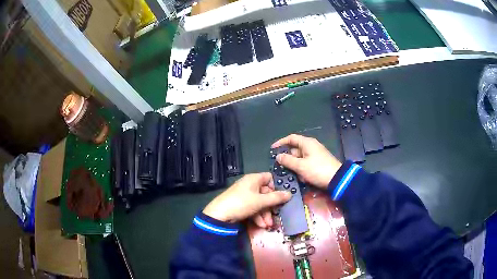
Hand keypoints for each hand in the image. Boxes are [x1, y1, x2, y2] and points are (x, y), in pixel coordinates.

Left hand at [203, 173, 291, 224]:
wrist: (219, 215)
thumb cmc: (241, 203)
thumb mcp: (260, 201)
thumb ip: (276, 198)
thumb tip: (290, 193)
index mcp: (254, 179)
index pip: (269, 178)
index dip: (276, 186)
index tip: (281, 197)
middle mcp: (249, 185)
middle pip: (266, 193)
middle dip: (271, 207)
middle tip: (275, 216)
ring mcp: (244, 195)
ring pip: (260, 203)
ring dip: (265, 214)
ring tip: (267, 225)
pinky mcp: (241, 205)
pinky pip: (253, 208)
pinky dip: (257, 216)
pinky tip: (260, 225)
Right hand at [272, 134, 341, 189]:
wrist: (337, 179)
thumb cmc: (317, 170)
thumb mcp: (300, 166)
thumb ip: (287, 160)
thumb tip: (278, 156)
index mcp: (307, 143)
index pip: (291, 138)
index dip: (281, 142)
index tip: (273, 149)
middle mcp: (311, 146)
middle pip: (295, 149)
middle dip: (288, 158)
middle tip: (280, 166)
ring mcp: (315, 155)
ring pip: (300, 158)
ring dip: (295, 166)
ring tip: (293, 174)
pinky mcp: (318, 163)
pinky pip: (306, 164)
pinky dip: (302, 170)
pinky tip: (302, 178)